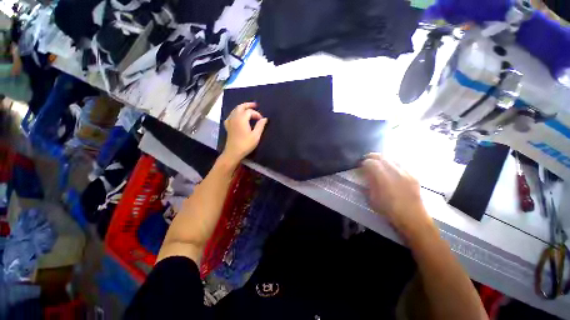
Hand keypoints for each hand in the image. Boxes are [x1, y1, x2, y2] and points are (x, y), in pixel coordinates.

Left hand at [222, 102, 267, 165]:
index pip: (250, 111)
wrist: (233, 152)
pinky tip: (237, 116)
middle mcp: (235, 117)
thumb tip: (265, 119)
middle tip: (255, 105)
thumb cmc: (246, 144)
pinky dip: (235, 113)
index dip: (257, 114)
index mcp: (242, 119)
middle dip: (248, 105)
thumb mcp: (256, 135)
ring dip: (242, 108)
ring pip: (235, 110)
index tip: (262, 120)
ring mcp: (230, 121)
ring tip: (248, 109)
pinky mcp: (228, 126)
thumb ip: (260, 126)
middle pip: (240, 107)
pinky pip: (231, 116)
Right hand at [361, 153, 432, 237]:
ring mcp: (406, 173)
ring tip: (377, 162)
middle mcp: (396, 173)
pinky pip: (401, 164)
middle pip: (382, 157)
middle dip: (372, 156)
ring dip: (382, 158)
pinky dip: (392, 163)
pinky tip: (390, 167)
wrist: (413, 219)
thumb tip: (366, 175)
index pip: (372, 163)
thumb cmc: (390, 211)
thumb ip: (369, 184)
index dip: (364, 162)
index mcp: (384, 179)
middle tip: (366, 159)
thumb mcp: (373, 199)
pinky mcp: (413, 176)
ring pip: (392, 158)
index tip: (360, 164)